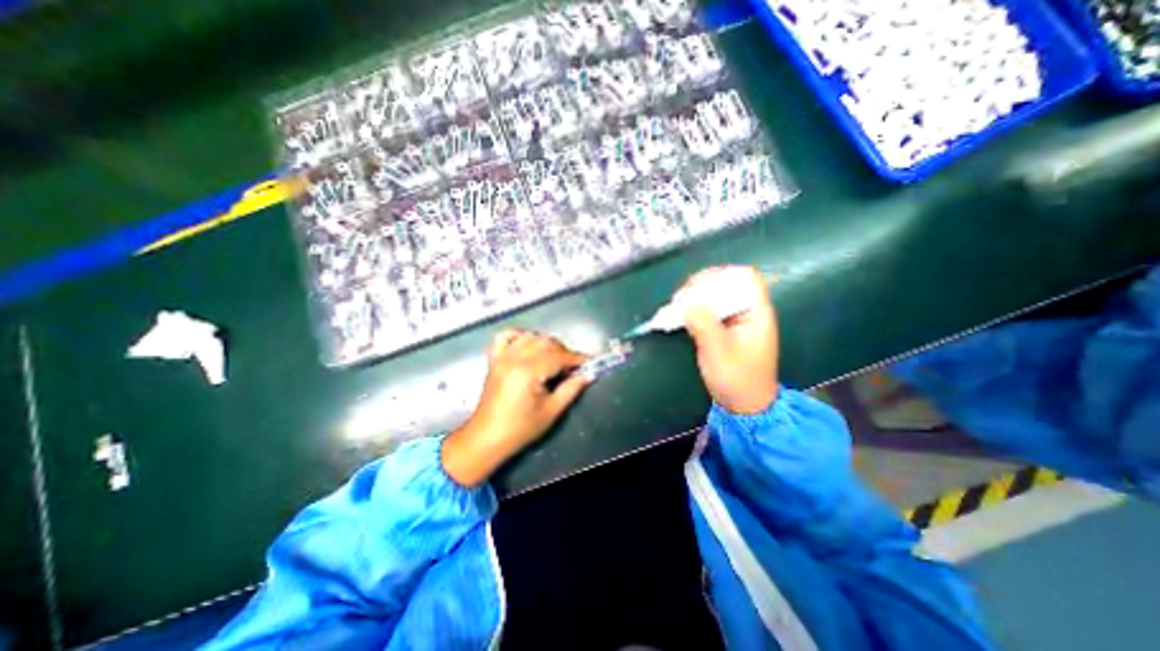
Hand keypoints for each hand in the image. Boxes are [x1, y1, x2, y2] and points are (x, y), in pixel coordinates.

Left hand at [442, 334, 593, 484]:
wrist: (487, 438)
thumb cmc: (520, 428)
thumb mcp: (551, 411)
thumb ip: (571, 389)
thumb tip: (587, 374)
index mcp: (528, 372)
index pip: (558, 356)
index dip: (576, 358)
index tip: (589, 362)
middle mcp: (514, 358)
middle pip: (545, 342)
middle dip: (563, 351)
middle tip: (573, 366)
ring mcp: (502, 357)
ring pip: (530, 336)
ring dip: (545, 343)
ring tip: (554, 358)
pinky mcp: (494, 360)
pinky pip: (506, 336)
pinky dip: (520, 335)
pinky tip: (529, 344)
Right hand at [683, 265, 777, 413]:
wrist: (744, 405)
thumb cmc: (737, 379)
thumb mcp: (718, 351)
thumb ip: (703, 323)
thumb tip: (685, 301)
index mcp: (756, 312)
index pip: (744, 277)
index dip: (720, 276)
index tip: (695, 287)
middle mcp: (748, 310)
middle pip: (727, 283)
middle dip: (702, 287)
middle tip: (680, 299)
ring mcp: (737, 319)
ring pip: (716, 296)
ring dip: (696, 298)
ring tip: (677, 306)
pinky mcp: (725, 328)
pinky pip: (710, 309)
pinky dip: (695, 309)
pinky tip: (682, 315)